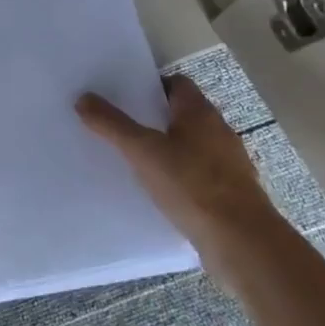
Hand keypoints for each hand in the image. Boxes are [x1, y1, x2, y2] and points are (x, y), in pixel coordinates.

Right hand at [77, 75, 288, 282]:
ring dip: (166, 148)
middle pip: (182, 114)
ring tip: (133, 159)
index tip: (122, 96)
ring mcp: (228, 163)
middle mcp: (219, 131)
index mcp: (200, 113)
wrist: (241, 241)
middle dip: (153, 117)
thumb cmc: (192, 185)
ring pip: (191, 145)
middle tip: (119, 126)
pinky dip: (178, 176)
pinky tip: (158, 190)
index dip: (150, 86)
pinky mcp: (229, 192)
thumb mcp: (143, 152)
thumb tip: (83, 97)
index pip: (176, 84)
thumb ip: (112, 125)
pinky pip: (197, 174)